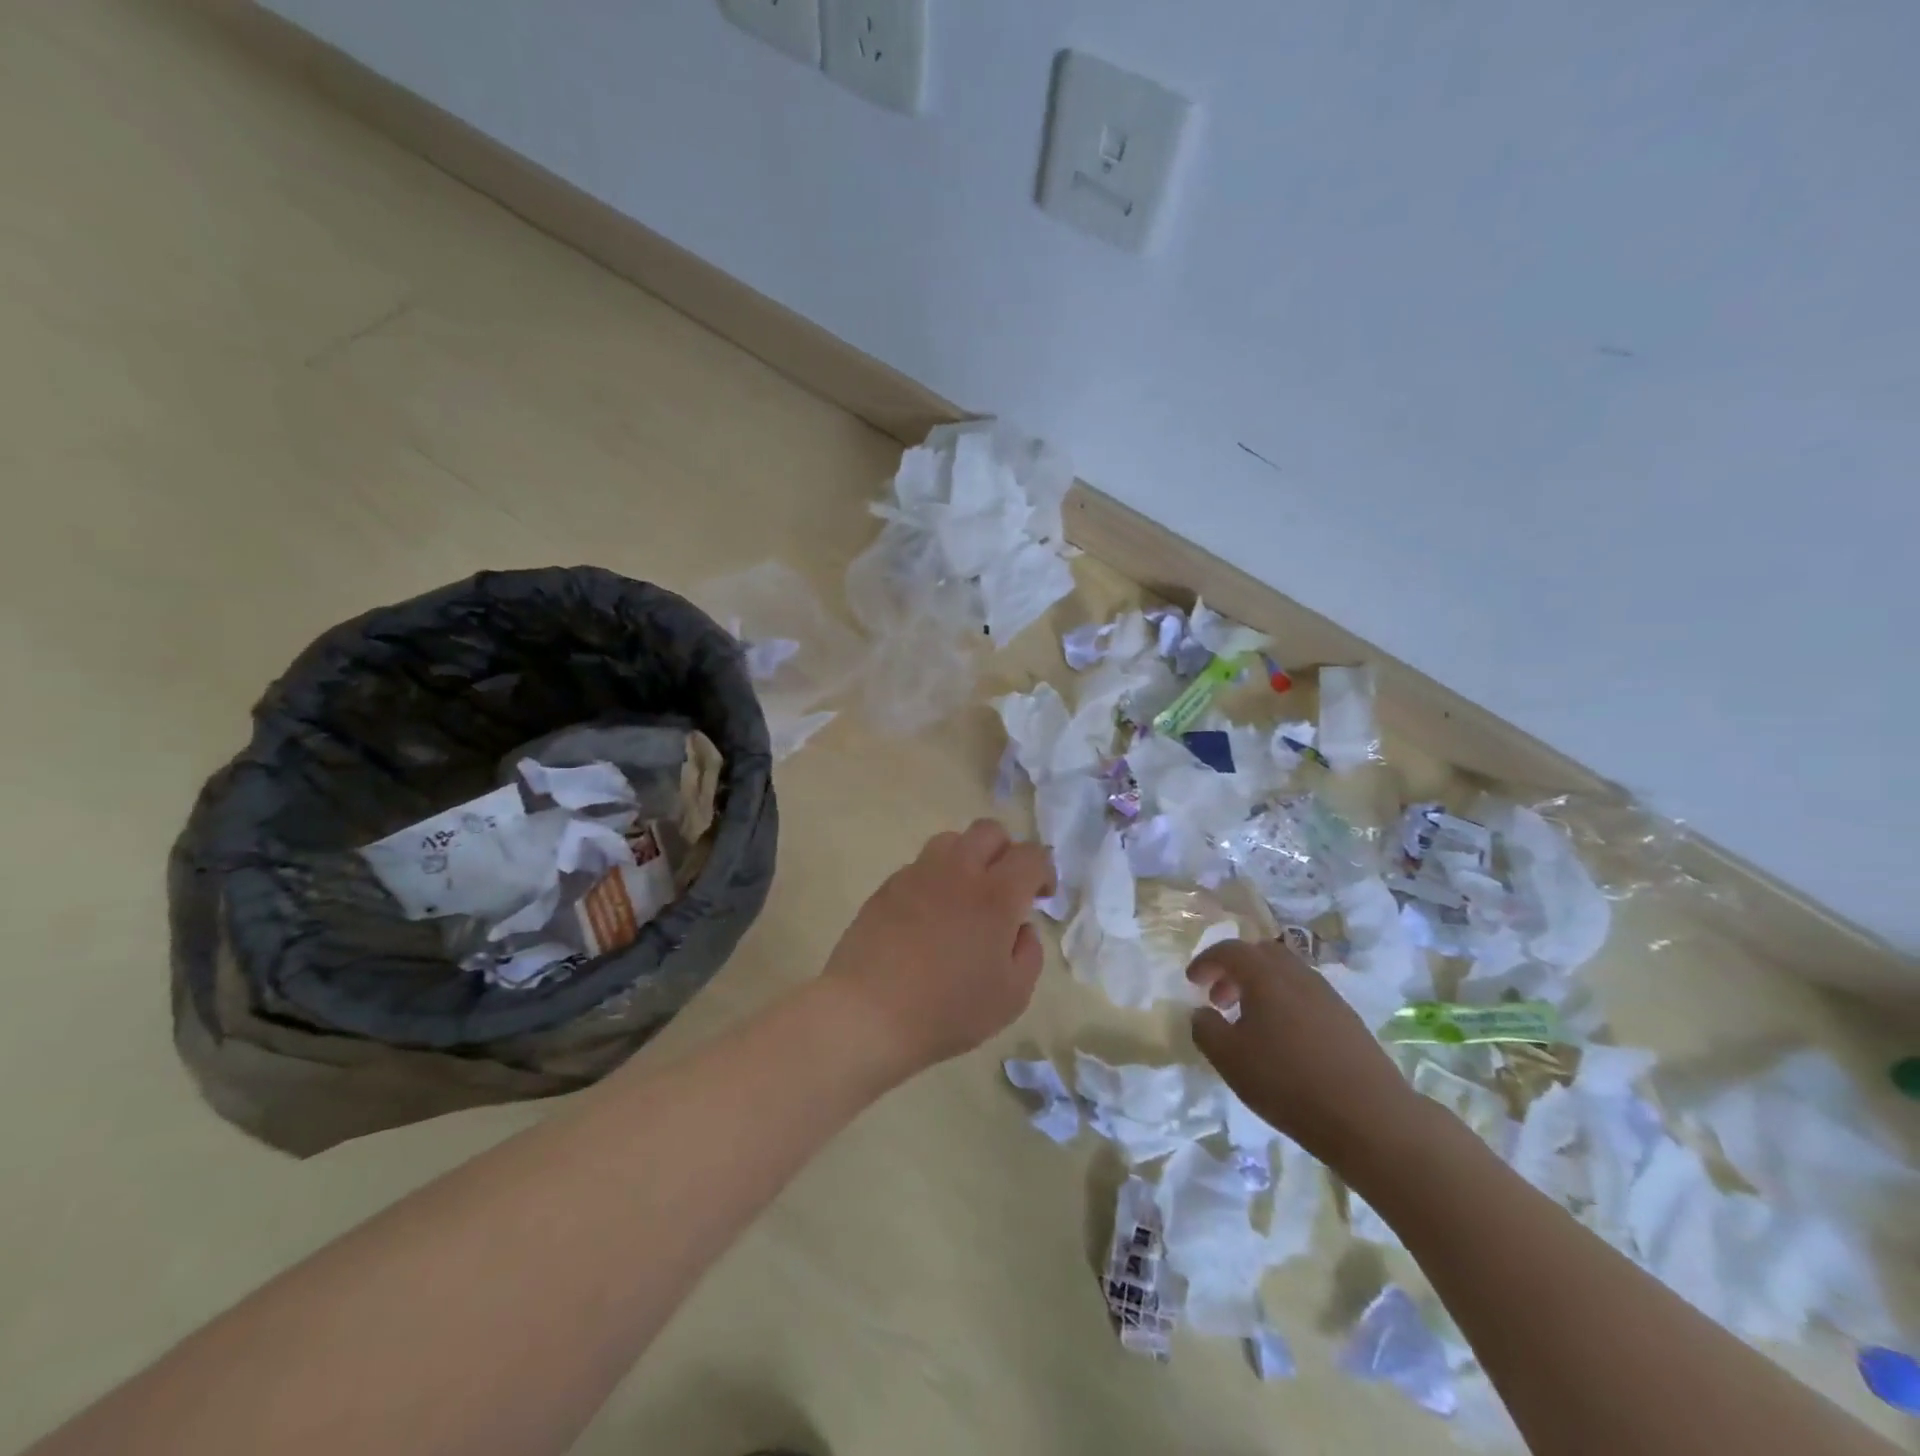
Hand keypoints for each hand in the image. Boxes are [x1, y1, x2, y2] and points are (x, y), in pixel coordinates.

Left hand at [822, 819, 1055, 1076]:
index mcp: (995, 895)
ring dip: (968, 858)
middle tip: (1005, 888)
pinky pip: (921, 867)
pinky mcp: (888, 886)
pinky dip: (935, 880)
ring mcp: (918, 874)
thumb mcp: (1011, 996)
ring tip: (965, 896)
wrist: (867, 1013)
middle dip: (1006, 852)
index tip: (1040, 896)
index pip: (1031, 855)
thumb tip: (1020, 927)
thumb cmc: (947, 1010)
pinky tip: (929, 917)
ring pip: (951, 841)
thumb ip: (1028, 953)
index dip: (1044, 870)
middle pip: (989, 831)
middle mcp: (958, 871)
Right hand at [1187, 938, 1421, 1166]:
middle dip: (1235, 970)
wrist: (1371, 1118)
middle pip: (1261, 953)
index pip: (1229, 950)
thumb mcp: (1230, 1060)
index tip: (1191, 982)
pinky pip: (1305, 995)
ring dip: (1261, 987)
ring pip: (1286, 974)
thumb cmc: (1288, 1082)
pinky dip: (1284, 1003)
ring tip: (1249, 1022)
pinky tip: (1282, 1040)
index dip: (1206, 962)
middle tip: (1219, 998)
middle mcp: (1297, 974)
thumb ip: (1205, 1029)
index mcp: (1265, 975)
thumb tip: (1201, 1013)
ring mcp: (1327, 995)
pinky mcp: (1347, 1019)